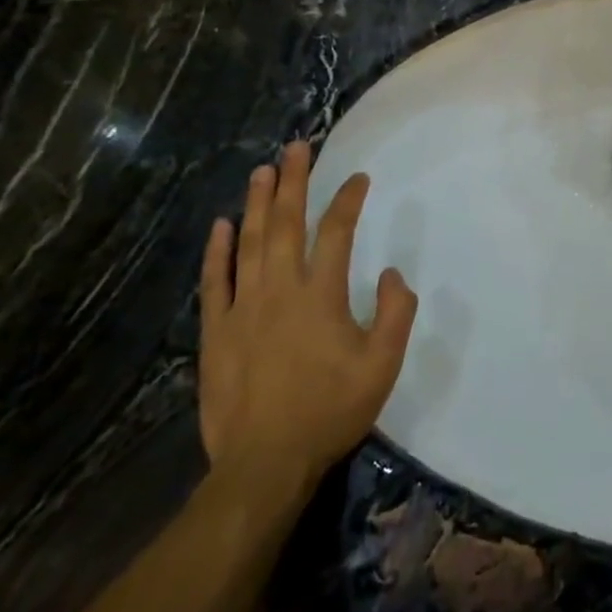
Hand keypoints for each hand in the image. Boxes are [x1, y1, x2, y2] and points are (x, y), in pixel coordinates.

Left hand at [198, 141, 416, 490]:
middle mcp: (280, 289)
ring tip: (262, 170)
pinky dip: (218, 251)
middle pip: (287, 223)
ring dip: (258, 203)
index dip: (348, 199)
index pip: (337, 232)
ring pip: (250, 242)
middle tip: (296, 147)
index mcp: (321, 295)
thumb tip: (390, 273)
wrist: (264, 464)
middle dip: (294, 181)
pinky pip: (215, 281)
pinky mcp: (216, 331)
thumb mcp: (382, 366)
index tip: (358, 178)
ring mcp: (243, 308)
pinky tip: (222, 225)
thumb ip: (395, 314)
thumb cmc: (329, 411)